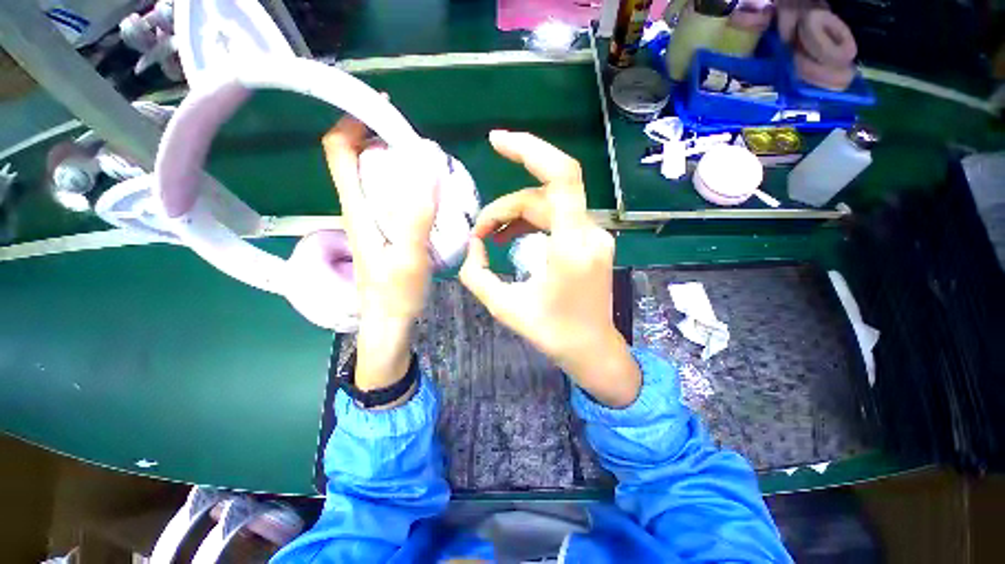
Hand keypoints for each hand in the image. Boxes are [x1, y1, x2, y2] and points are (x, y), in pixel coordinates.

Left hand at [322, 115, 436, 398]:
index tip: (385, 111)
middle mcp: (359, 208)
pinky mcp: (385, 231)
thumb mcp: (409, 256)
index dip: (353, 122)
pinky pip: (392, 196)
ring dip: (397, 161)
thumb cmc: (396, 294)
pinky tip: (428, 193)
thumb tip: (426, 167)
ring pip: (376, 177)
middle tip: (418, 141)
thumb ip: (416, 215)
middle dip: (382, 138)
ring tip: (428, 164)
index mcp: (357, 209)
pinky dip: (407, 184)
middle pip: (358, 158)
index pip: (339, 151)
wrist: (390, 322)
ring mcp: (372, 221)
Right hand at [459, 131, 640, 407]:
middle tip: (480, 232)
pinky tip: (513, 235)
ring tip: (490, 235)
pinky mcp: (592, 242)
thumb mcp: (505, 307)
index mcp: (572, 246)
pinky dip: (532, 221)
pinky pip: (559, 218)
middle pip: (543, 197)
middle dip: (505, 207)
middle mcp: (590, 233)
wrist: (591, 349)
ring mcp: (595, 236)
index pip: (561, 177)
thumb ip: (477, 274)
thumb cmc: (553, 333)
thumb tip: (472, 246)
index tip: (497, 141)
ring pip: (550, 205)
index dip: (530, 150)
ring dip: (516, 214)